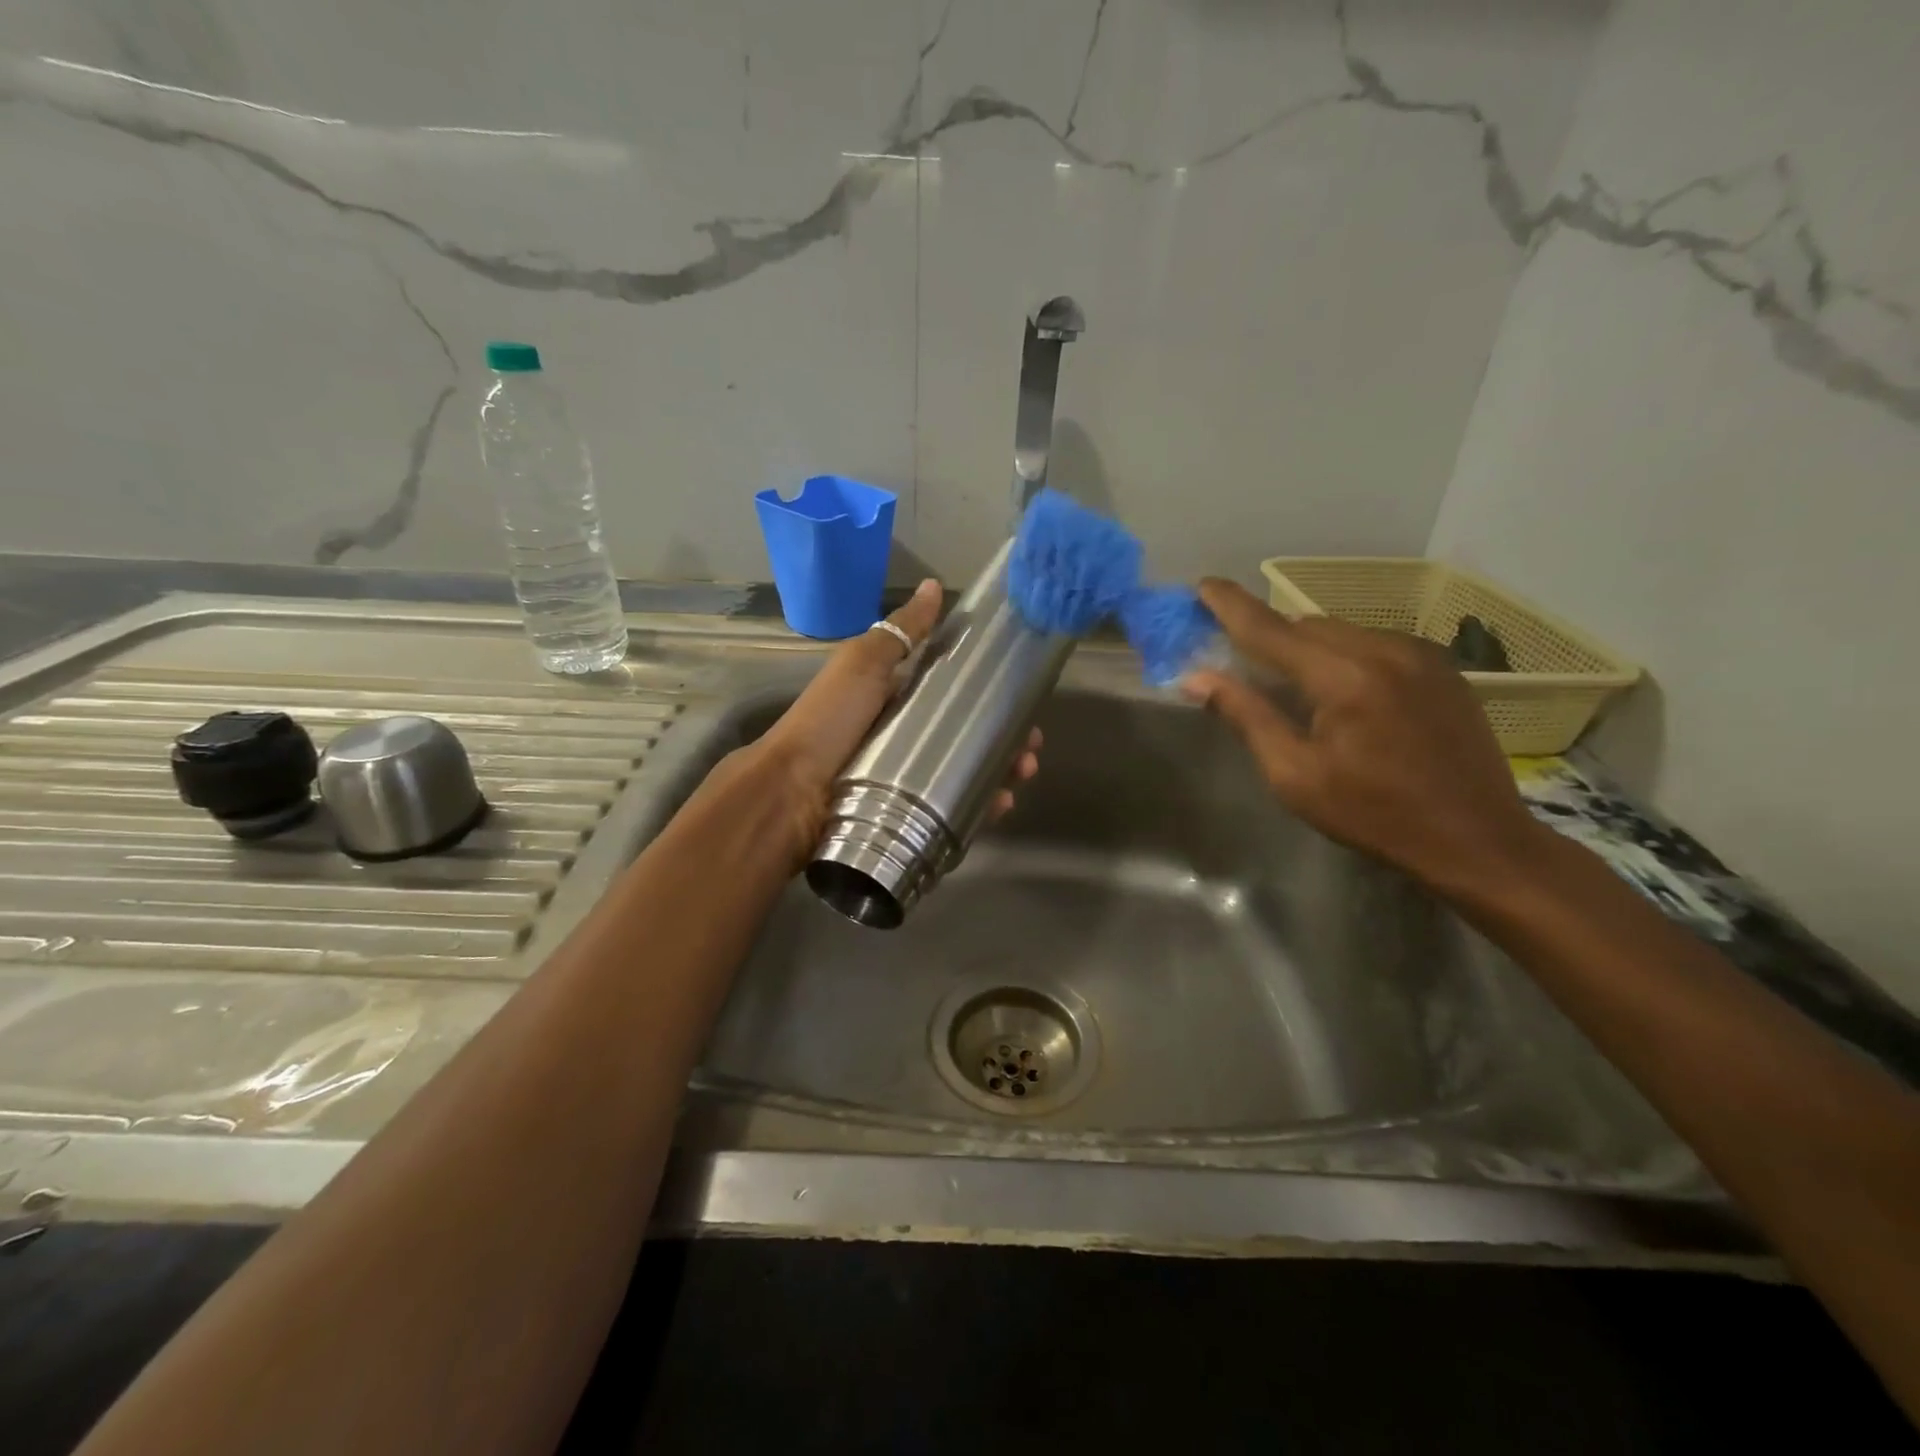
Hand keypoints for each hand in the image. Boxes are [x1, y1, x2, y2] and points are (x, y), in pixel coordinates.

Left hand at [749, 578, 1040, 859]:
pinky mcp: (910, 817)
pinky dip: (981, 808)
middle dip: (1004, 738)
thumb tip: (934, 585)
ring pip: (967, 774)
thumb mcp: (862, 664)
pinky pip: (954, 813)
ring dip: (1002, 771)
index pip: (954, 694)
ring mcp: (909, 781)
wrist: (792, 794)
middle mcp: (906, 740)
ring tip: (1023, 771)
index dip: (989, 694)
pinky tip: (1002, 803)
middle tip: (1031, 744)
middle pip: (967, 737)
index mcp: (897, 701)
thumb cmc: (829, 721)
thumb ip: (900, 631)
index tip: (1022, 696)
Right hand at [1180, 578, 1545, 895]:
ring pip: (1341, 631)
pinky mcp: (1441, 666)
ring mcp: (1420, 654)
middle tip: (1242, 659)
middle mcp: (1384, 649)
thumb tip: (1198, 679)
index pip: (1270, 629)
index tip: (1204, 583)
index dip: (1231, 606)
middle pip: (1306, 625)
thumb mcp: (1295, 775)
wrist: (1476, 839)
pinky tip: (1343, 692)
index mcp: (1344, 678)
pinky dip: (1344, 655)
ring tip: (1294, 685)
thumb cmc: (1373, 814)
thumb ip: (1247, 717)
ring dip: (1308, 647)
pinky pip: (1374, 643)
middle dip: (1270, 636)